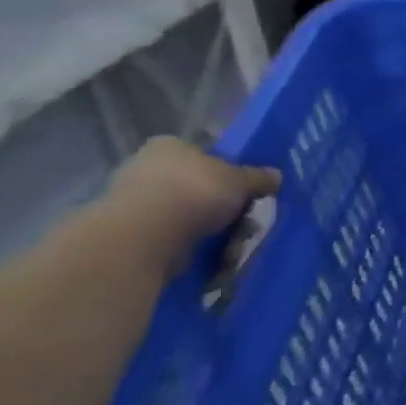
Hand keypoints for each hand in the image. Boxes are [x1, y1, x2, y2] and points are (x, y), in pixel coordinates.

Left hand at [103, 138, 279, 270]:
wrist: (144, 237)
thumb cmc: (195, 192)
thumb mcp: (240, 180)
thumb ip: (258, 177)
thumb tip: (276, 175)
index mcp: (169, 147)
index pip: (203, 154)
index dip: (227, 171)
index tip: (244, 190)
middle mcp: (146, 170)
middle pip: (197, 187)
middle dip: (223, 207)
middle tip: (244, 220)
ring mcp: (133, 203)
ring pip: (187, 216)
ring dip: (213, 231)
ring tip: (232, 246)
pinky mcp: (129, 236)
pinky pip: (172, 239)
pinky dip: (193, 248)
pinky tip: (212, 258)